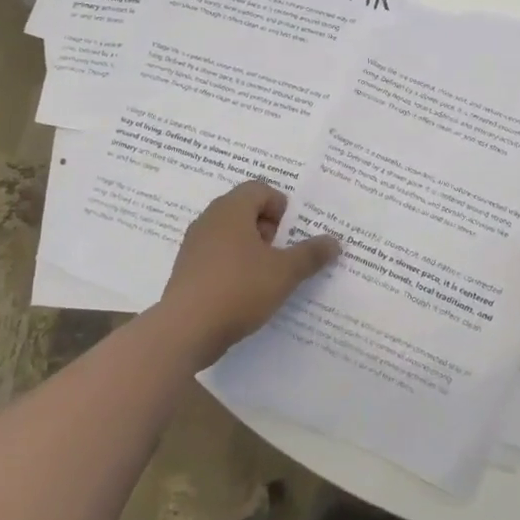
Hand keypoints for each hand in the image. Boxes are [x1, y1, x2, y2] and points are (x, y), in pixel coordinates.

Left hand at [155, 181, 340, 366]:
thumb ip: (311, 254)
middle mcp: (209, 219)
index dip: (281, 206)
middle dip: (268, 228)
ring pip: (229, 234)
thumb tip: (334, 241)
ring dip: (251, 248)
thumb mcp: (284, 272)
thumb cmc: (239, 289)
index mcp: (231, 209)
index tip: (291, 234)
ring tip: (267, 275)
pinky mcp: (186, 269)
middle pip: (244, 209)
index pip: (260, 189)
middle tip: (283, 253)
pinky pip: (216, 256)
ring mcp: (194, 245)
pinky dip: (233, 265)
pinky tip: (244, 292)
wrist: (185, 330)